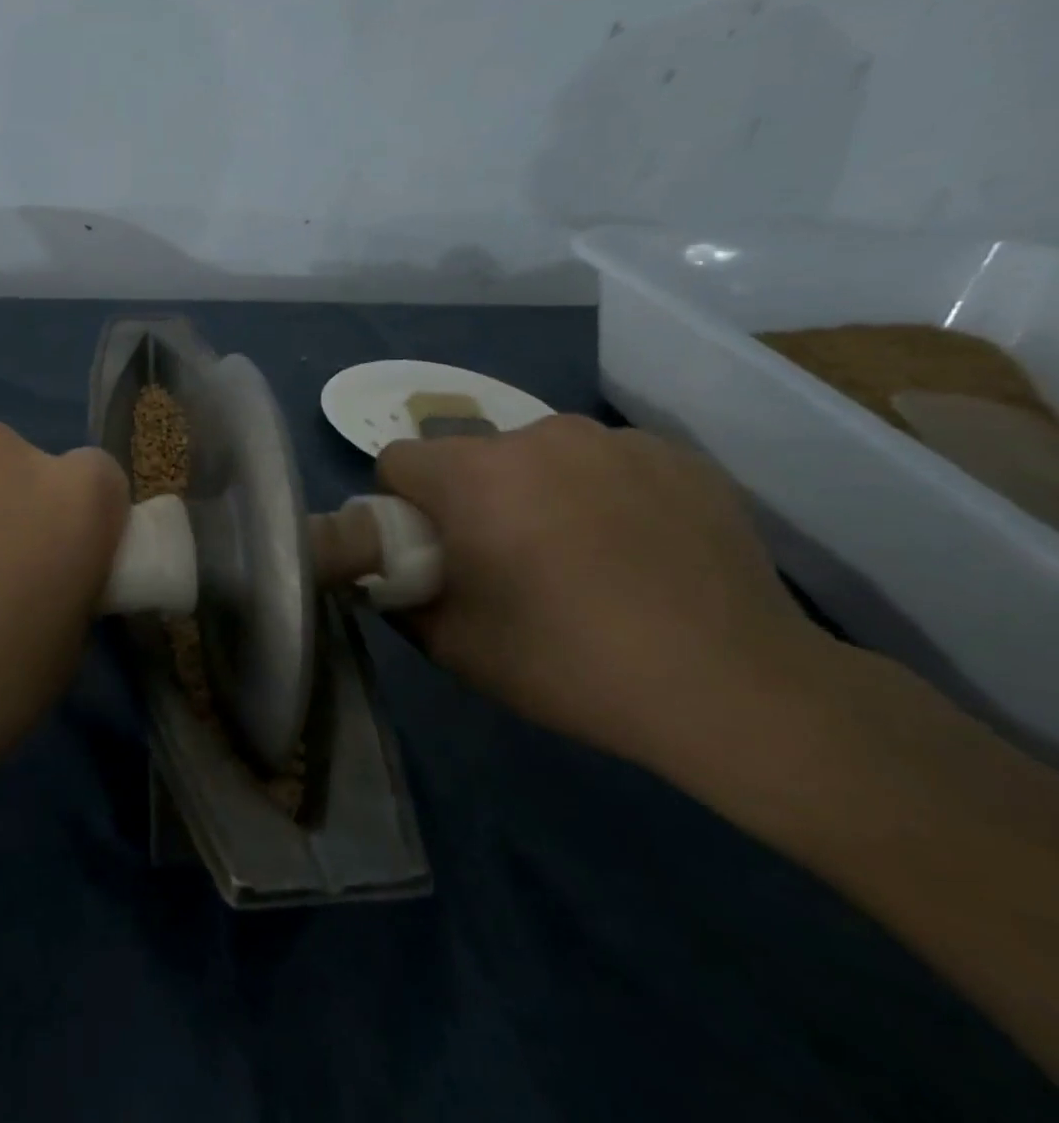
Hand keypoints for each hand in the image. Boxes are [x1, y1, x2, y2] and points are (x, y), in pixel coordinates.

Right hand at [376, 415, 826, 771]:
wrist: (734, 687)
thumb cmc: (568, 662)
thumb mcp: (452, 644)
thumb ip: (399, 597)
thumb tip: (388, 574)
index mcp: (475, 474)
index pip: (398, 461)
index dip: (400, 506)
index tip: (431, 550)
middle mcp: (539, 435)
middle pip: (471, 457)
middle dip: (470, 499)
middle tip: (505, 562)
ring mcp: (615, 440)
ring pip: (540, 455)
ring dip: (536, 491)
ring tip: (580, 557)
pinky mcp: (678, 456)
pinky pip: (607, 464)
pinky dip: (602, 494)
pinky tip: (637, 551)